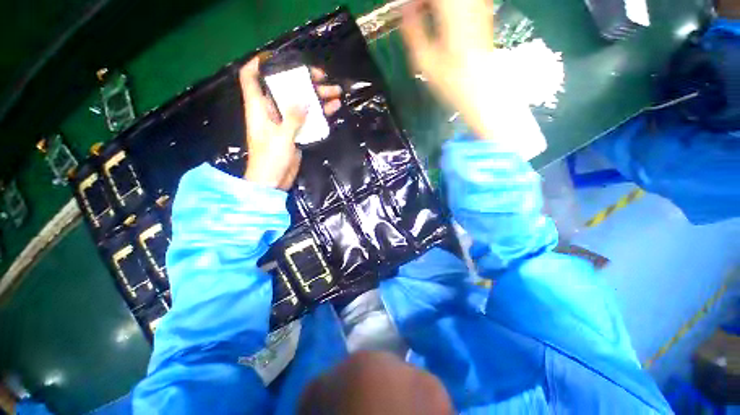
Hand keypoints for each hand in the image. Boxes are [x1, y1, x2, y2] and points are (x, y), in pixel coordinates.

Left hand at [239, 57, 341, 188]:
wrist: (273, 181)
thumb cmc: (270, 158)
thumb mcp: (281, 136)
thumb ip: (293, 117)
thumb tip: (304, 100)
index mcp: (258, 108)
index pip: (250, 78)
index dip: (258, 63)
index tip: (275, 56)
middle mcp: (271, 111)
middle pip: (284, 88)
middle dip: (302, 81)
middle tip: (322, 78)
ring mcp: (285, 122)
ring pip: (300, 104)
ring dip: (317, 97)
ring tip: (335, 92)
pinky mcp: (295, 133)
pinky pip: (308, 119)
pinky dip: (319, 114)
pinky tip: (333, 108)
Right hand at [401, 0, 498, 139]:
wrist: (482, 90)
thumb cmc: (451, 81)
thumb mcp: (425, 61)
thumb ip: (413, 31)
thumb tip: (405, 10)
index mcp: (452, 11)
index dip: (415, 1)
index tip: (406, 10)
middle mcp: (468, 3)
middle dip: (425, 3)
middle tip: (414, 14)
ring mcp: (479, 5)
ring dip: (435, 6)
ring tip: (425, 17)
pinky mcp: (483, 12)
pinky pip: (462, 3)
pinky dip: (446, 8)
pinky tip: (440, 18)